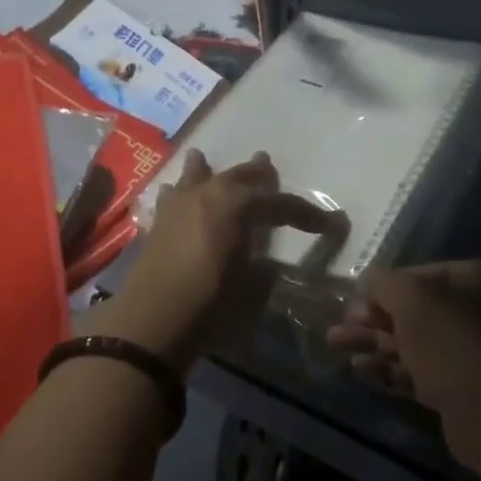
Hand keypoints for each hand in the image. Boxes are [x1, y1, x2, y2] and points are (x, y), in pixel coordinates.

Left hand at [107, 150, 347, 373]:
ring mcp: (178, 206)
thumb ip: (262, 268)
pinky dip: (178, 192)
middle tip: (268, 165)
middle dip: (256, 174)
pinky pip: (171, 197)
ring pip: (196, 177)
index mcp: (236, 206)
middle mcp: (207, 195)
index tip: (329, 224)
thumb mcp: (251, 288)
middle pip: (237, 178)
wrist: (151, 322)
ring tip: (204, 157)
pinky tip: (174, 191)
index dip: (306, 214)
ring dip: (207, 170)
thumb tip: (265, 262)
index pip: (279, 203)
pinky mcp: (157, 224)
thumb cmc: (210, 303)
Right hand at [328, 260, 480, 455]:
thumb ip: (384, 283)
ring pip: (418, 343)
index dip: (386, 286)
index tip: (356, 298)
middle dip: (375, 318)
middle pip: (419, 311)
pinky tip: (359, 370)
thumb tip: (370, 282)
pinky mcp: (467, 390)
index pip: (425, 274)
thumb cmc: (451, 338)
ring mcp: (479, 354)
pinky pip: (424, 372)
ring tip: (336, 344)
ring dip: (376, 343)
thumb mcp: (409, 297)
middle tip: (340, 325)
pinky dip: (392, 369)